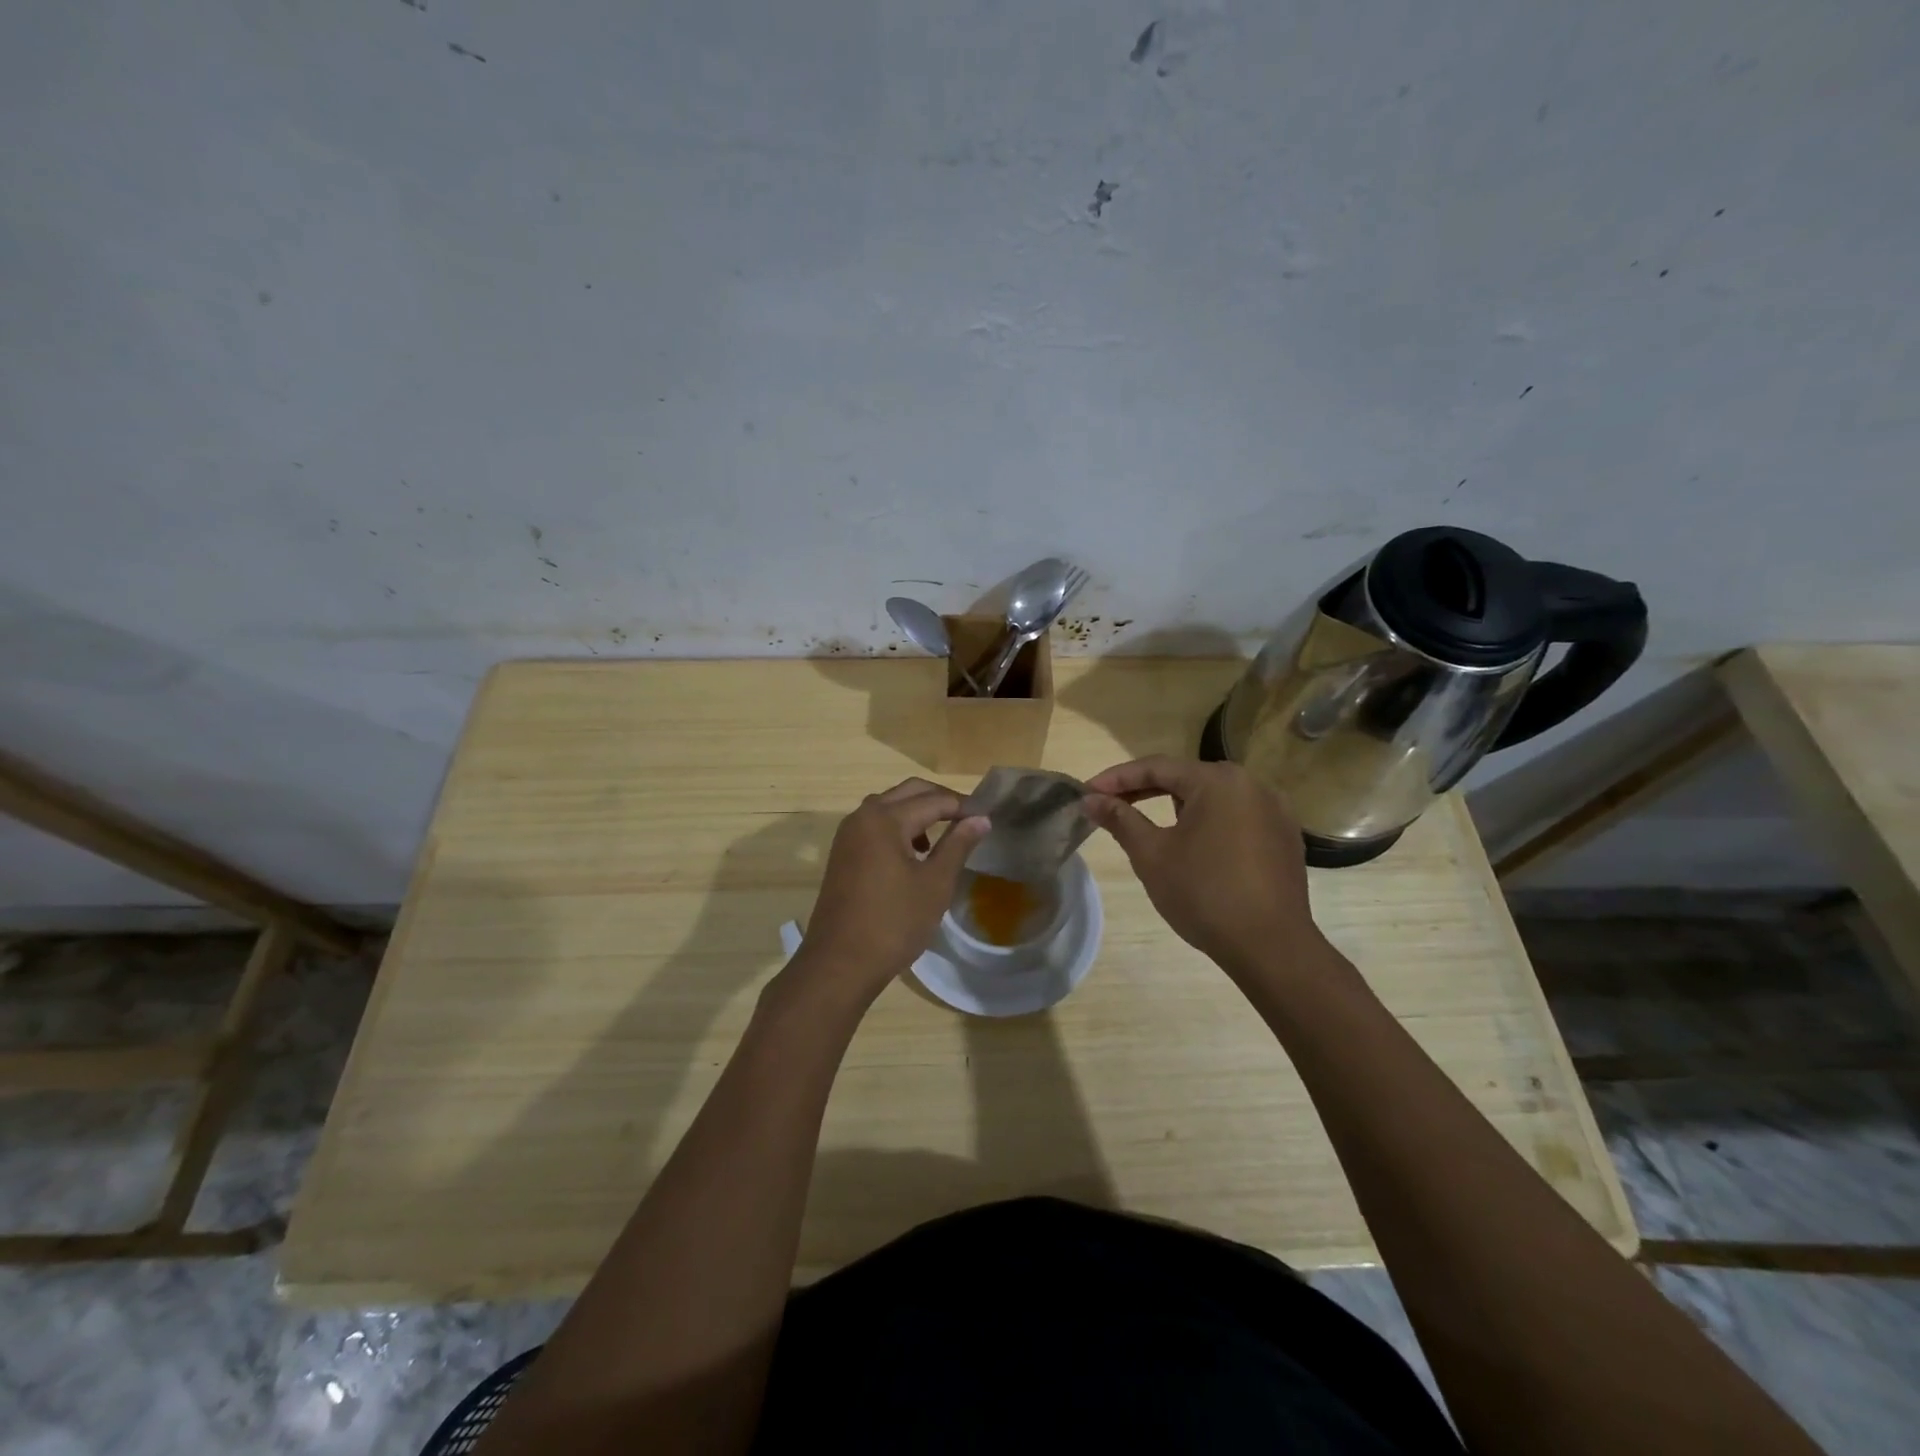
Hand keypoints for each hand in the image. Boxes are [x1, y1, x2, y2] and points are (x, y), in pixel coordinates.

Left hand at [790, 778, 988, 1005]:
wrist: (840, 963)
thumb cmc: (893, 923)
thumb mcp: (935, 884)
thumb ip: (958, 845)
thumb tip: (980, 818)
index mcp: (885, 819)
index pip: (933, 800)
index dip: (963, 806)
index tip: (988, 816)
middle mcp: (862, 817)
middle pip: (908, 792)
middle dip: (940, 800)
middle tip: (969, 819)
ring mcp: (848, 835)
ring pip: (889, 806)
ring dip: (917, 812)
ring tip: (944, 837)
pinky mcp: (842, 853)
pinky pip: (875, 825)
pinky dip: (898, 827)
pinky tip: (915, 854)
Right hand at [1083, 756, 1327, 978]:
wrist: (1271, 947)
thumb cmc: (1204, 894)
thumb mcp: (1152, 855)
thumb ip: (1121, 820)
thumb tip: (1091, 800)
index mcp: (1218, 781)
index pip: (1156, 767)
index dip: (1117, 778)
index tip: (1087, 792)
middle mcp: (1251, 784)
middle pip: (1186, 778)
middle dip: (1145, 790)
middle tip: (1110, 805)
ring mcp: (1274, 810)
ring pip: (1212, 797)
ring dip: (1177, 806)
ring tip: (1149, 825)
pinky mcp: (1284, 837)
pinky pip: (1236, 817)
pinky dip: (1209, 823)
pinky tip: (1195, 846)